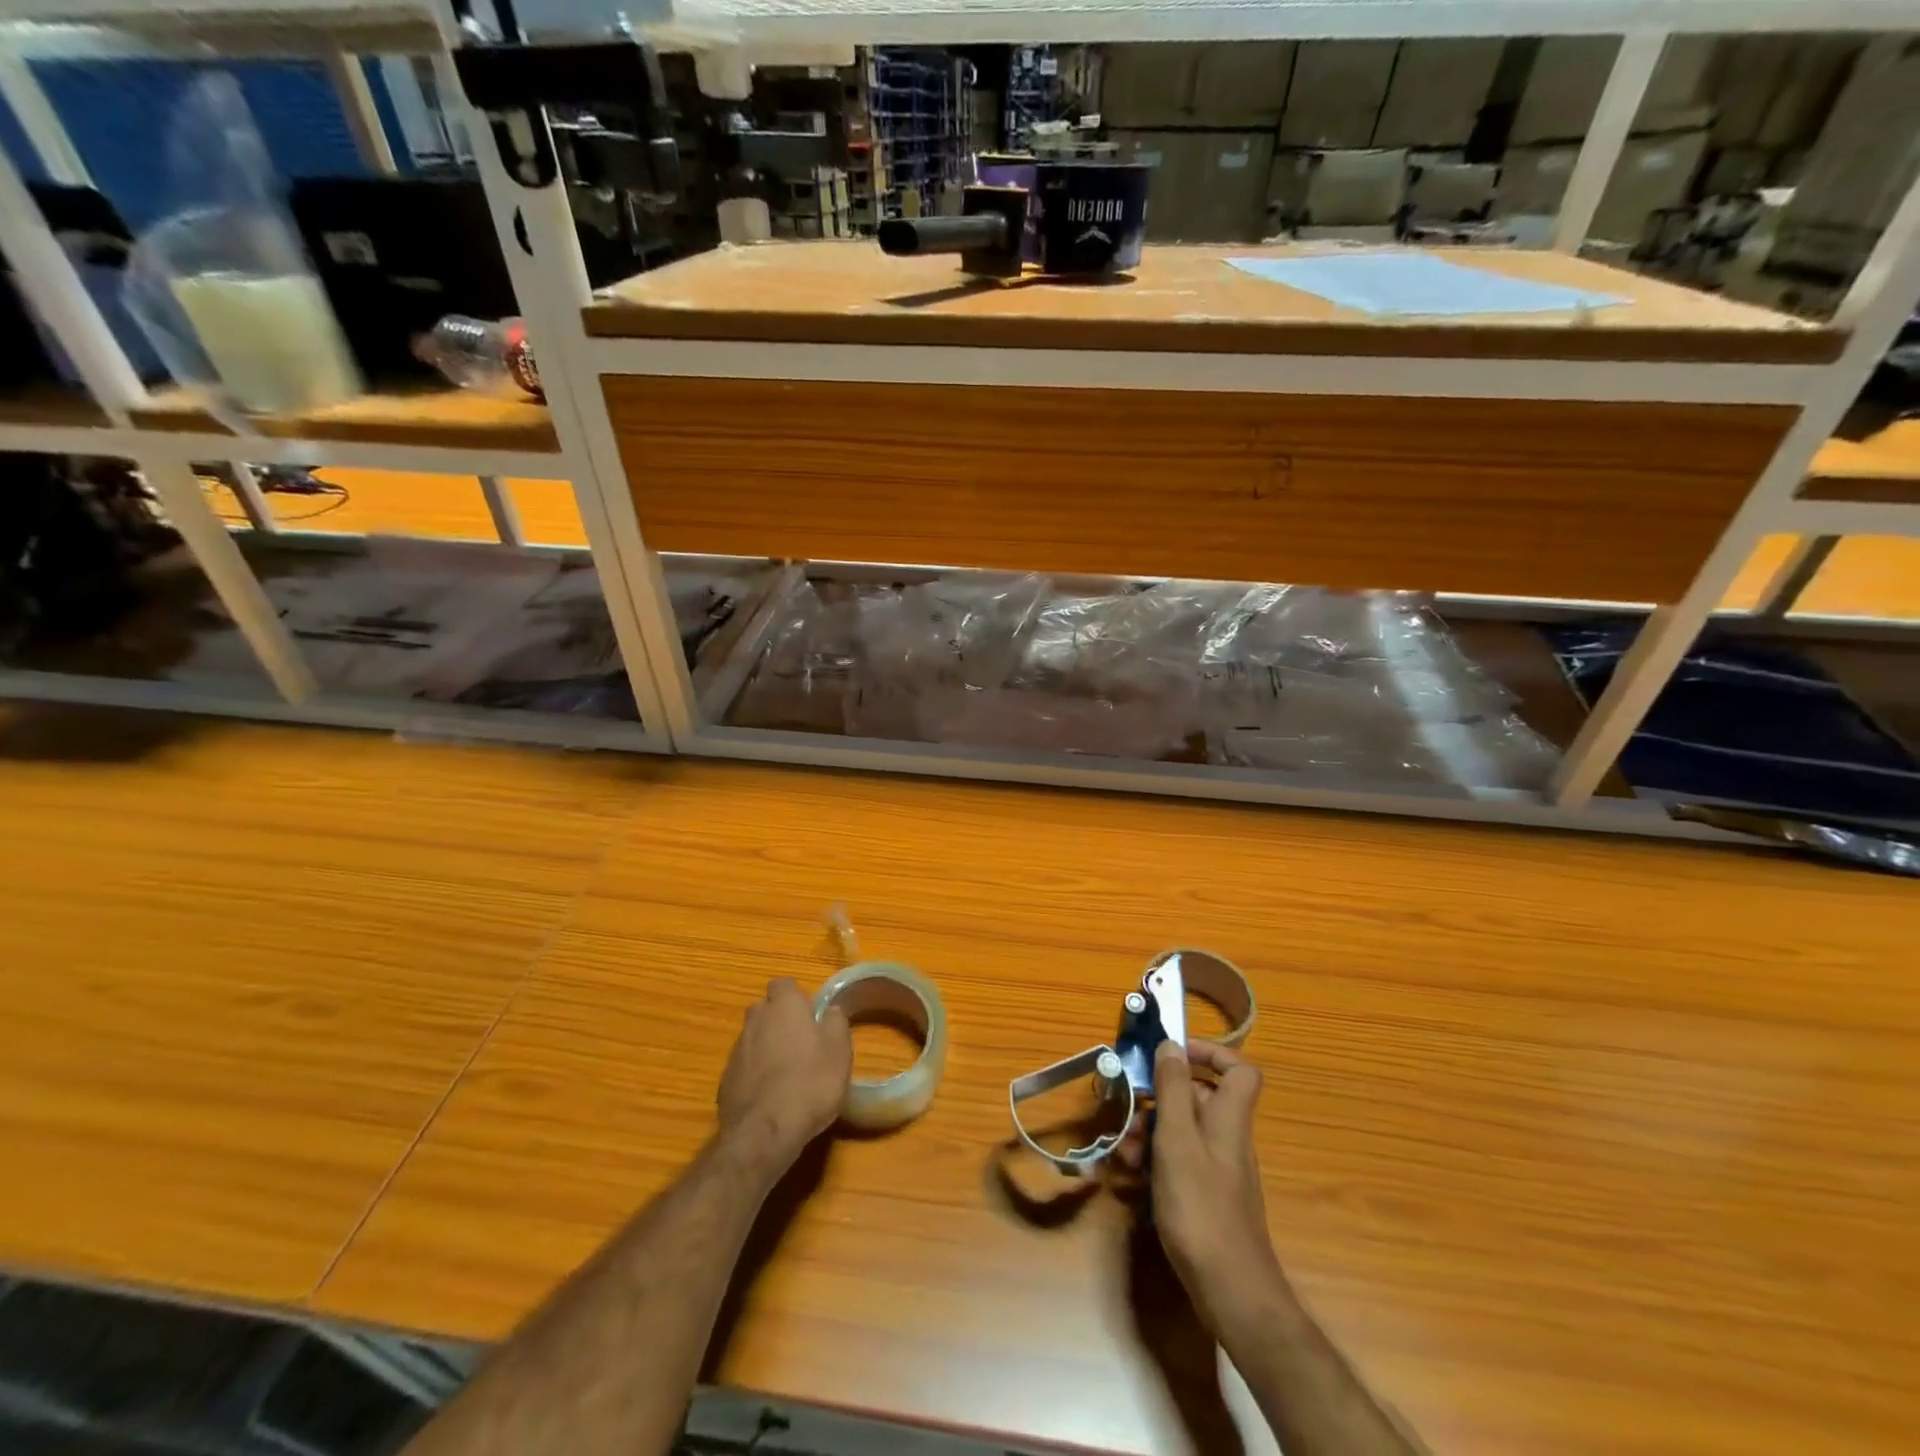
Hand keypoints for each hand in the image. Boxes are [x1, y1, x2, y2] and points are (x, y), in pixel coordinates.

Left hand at [717, 978, 851, 1172]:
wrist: (765, 1132)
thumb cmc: (811, 1082)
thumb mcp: (840, 1051)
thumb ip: (836, 1023)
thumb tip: (831, 1010)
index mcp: (784, 1007)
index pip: (783, 984)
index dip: (795, 996)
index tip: (810, 1013)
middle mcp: (755, 1021)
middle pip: (763, 1008)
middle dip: (777, 1018)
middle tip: (799, 1040)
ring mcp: (736, 1051)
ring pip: (752, 1037)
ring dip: (765, 1046)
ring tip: (786, 1070)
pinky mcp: (725, 1081)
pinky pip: (743, 1066)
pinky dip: (754, 1072)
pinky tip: (769, 1094)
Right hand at [1121, 1039, 1281, 1334]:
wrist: (1231, 1292)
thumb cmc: (1201, 1206)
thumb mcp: (1177, 1139)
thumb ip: (1173, 1089)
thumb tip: (1172, 1044)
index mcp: (1228, 1117)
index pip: (1238, 1070)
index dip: (1210, 1053)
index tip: (1172, 1055)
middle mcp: (1227, 1137)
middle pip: (1198, 1099)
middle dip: (1158, 1100)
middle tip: (1128, 1111)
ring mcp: (1218, 1169)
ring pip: (1182, 1131)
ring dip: (1149, 1134)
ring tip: (1123, 1154)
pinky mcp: (1205, 1197)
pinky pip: (1179, 1163)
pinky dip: (1154, 1164)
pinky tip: (1130, 1182)